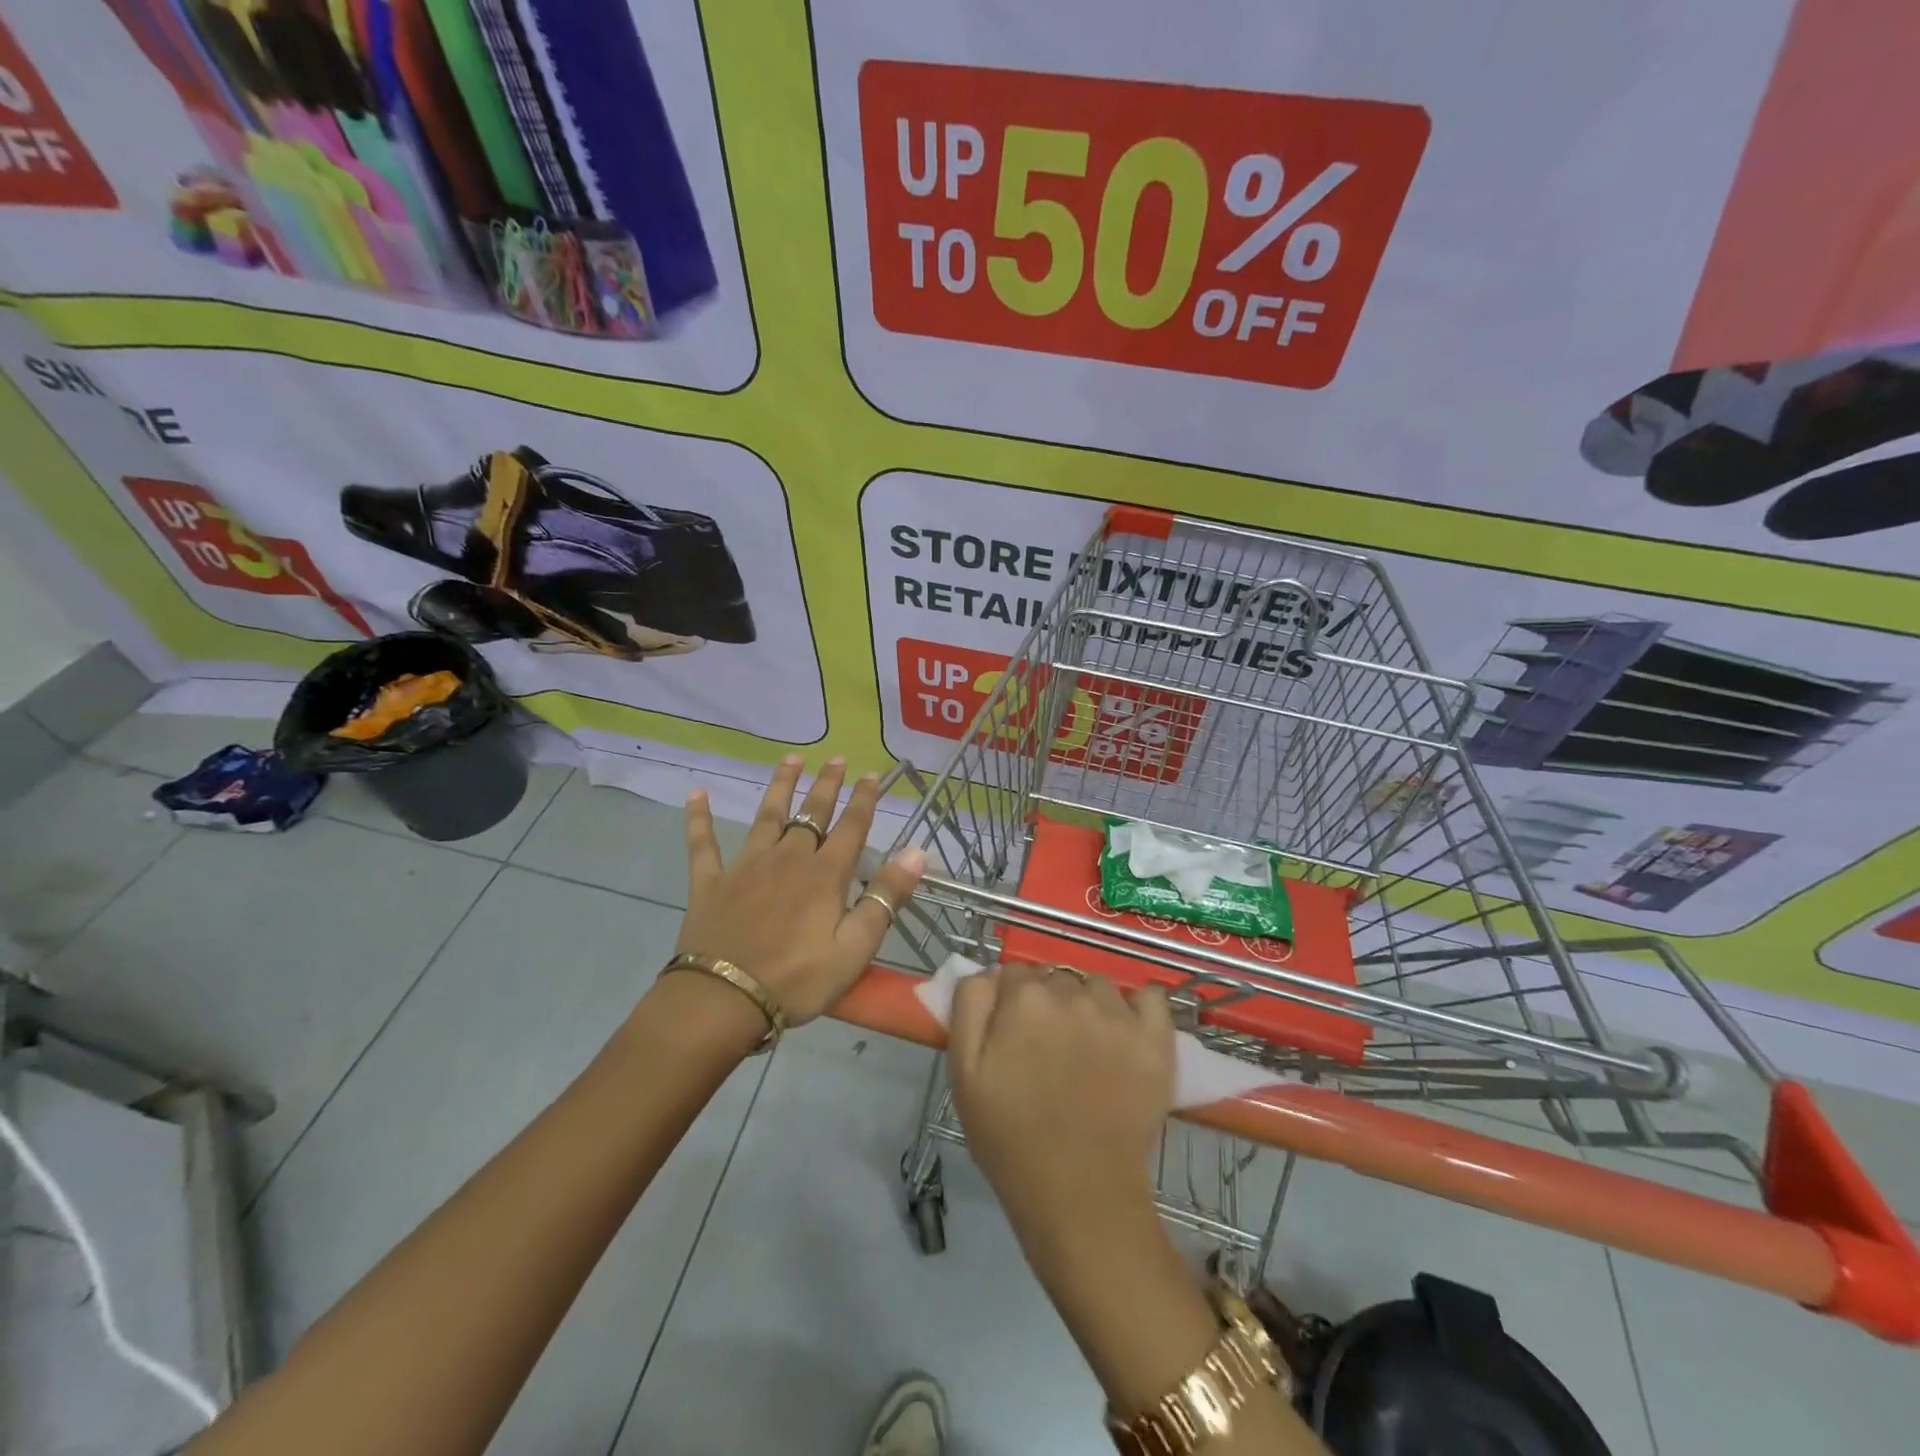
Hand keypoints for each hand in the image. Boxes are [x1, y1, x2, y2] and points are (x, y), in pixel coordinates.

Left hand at [675, 756, 925, 1024]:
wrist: (723, 1000)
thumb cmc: (797, 980)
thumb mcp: (855, 948)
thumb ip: (886, 898)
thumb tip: (917, 852)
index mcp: (825, 875)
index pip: (851, 827)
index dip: (864, 799)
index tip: (872, 774)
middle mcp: (788, 858)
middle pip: (811, 813)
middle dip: (827, 785)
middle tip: (836, 758)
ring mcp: (746, 866)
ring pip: (767, 816)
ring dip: (780, 786)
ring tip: (791, 760)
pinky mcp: (710, 882)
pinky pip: (703, 844)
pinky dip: (699, 818)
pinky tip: (696, 794)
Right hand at [948, 963, 1173, 1252]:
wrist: (1077, 1195)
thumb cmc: (1010, 1137)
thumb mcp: (963, 1071)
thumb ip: (970, 1005)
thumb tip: (991, 972)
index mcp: (1024, 998)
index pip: (1013, 974)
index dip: (1009, 1003)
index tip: (1011, 1036)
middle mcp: (1072, 993)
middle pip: (1055, 978)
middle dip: (1047, 1003)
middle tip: (1045, 1050)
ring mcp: (1118, 1014)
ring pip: (1096, 986)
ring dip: (1088, 1005)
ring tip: (1085, 1049)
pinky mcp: (1155, 1039)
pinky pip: (1149, 997)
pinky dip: (1138, 1007)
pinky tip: (1126, 1033)